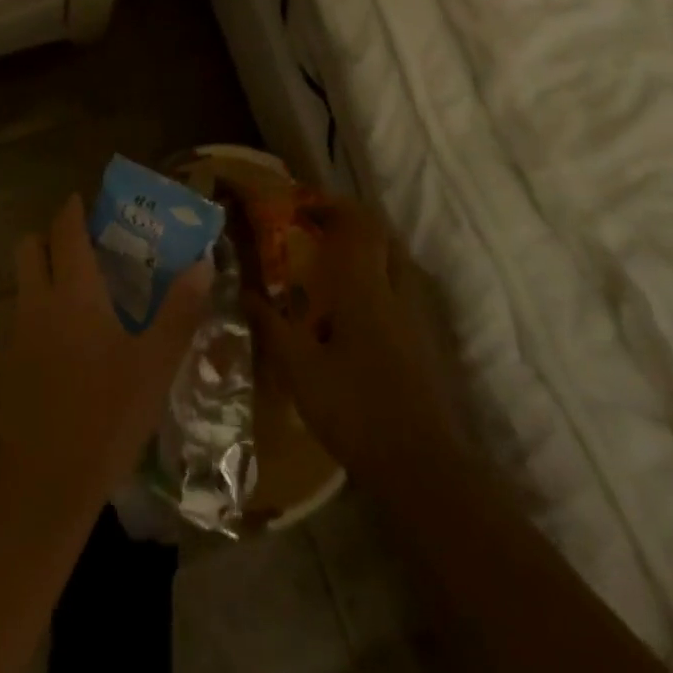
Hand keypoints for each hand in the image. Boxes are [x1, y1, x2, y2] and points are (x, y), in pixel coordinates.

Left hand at [0, 195, 212, 522]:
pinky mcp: (9, 367)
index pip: (65, 229)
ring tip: (82, 293)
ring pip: (23, 284)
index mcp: (73, 290)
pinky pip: (23, 320)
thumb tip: (204, 261)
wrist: (44, 482)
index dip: (73, 209)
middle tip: (82, 246)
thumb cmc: (107, 413)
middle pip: (29, 247)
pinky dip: (41, 314)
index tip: (85, 201)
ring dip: (44, 275)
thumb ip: (180, 309)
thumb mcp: (155, 362)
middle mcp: (38, 301)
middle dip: (49, 237)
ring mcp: (18, 334)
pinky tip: (69, 344)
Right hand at [242, 194, 466, 493]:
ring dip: (370, 248)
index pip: (358, 225)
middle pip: (384, 235)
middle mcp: (398, 291)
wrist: (423, 468)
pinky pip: (404, 288)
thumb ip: (272, 326)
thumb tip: (245, 292)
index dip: (332, 206)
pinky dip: (381, 277)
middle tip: (318, 228)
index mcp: (366, 288)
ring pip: (398, 261)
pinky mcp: (427, 341)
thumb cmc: (355, 411)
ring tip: (334, 262)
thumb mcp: (300, 370)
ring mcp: (419, 317)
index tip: (302, 205)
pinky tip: (357, 307)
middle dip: (353, 222)